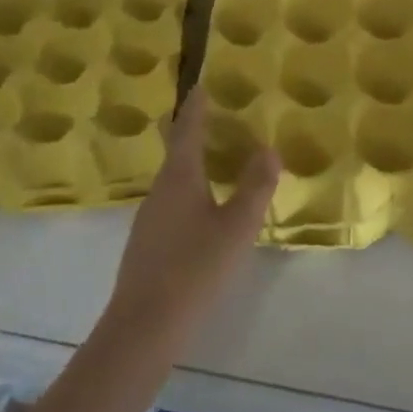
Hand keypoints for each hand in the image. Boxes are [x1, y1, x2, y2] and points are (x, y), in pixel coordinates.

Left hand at [105, 89, 280, 340]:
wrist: (144, 326)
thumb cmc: (195, 268)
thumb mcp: (237, 226)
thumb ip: (255, 187)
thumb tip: (268, 150)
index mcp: (179, 178)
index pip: (187, 131)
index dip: (195, 108)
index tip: (200, 85)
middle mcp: (159, 191)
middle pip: (176, 153)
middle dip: (192, 133)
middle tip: (211, 118)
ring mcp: (148, 219)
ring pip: (172, 180)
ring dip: (191, 164)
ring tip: (213, 159)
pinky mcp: (147, 244)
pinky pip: (170, 203)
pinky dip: (188, 191)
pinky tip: (201, 210)